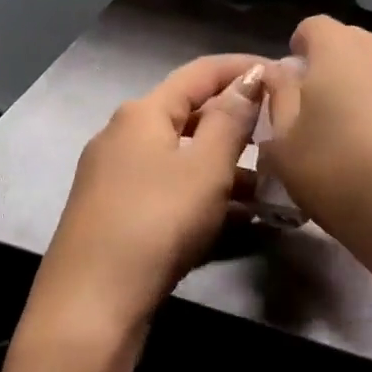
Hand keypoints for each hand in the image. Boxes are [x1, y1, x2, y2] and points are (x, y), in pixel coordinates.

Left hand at [29, 54, 268, 345]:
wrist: (90, 304)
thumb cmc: (156, 221)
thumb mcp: (206, 168)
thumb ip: (231, 119)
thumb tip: (250, 78)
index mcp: (143, 112)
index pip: (201, 72)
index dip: (242, 68)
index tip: (281, 73)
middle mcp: (124, 134)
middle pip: (190, 114)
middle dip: (237, 122)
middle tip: (280, 133)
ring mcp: (115, 175)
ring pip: (182, 156)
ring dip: (225, 165)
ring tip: (271, 185)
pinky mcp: (115, 211)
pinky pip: (169, 187)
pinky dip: (203, 193)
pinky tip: (237, 217)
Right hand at [260, 18, 371, 281]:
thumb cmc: (347, 176)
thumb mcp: (286, 148)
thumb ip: (279, 100)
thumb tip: (282, 73)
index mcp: (340, 45)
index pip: (312, 28)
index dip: (301, 54)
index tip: (296, 90)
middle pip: (355, 48)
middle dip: (339, 74)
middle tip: (330, 124)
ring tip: (371, 146)